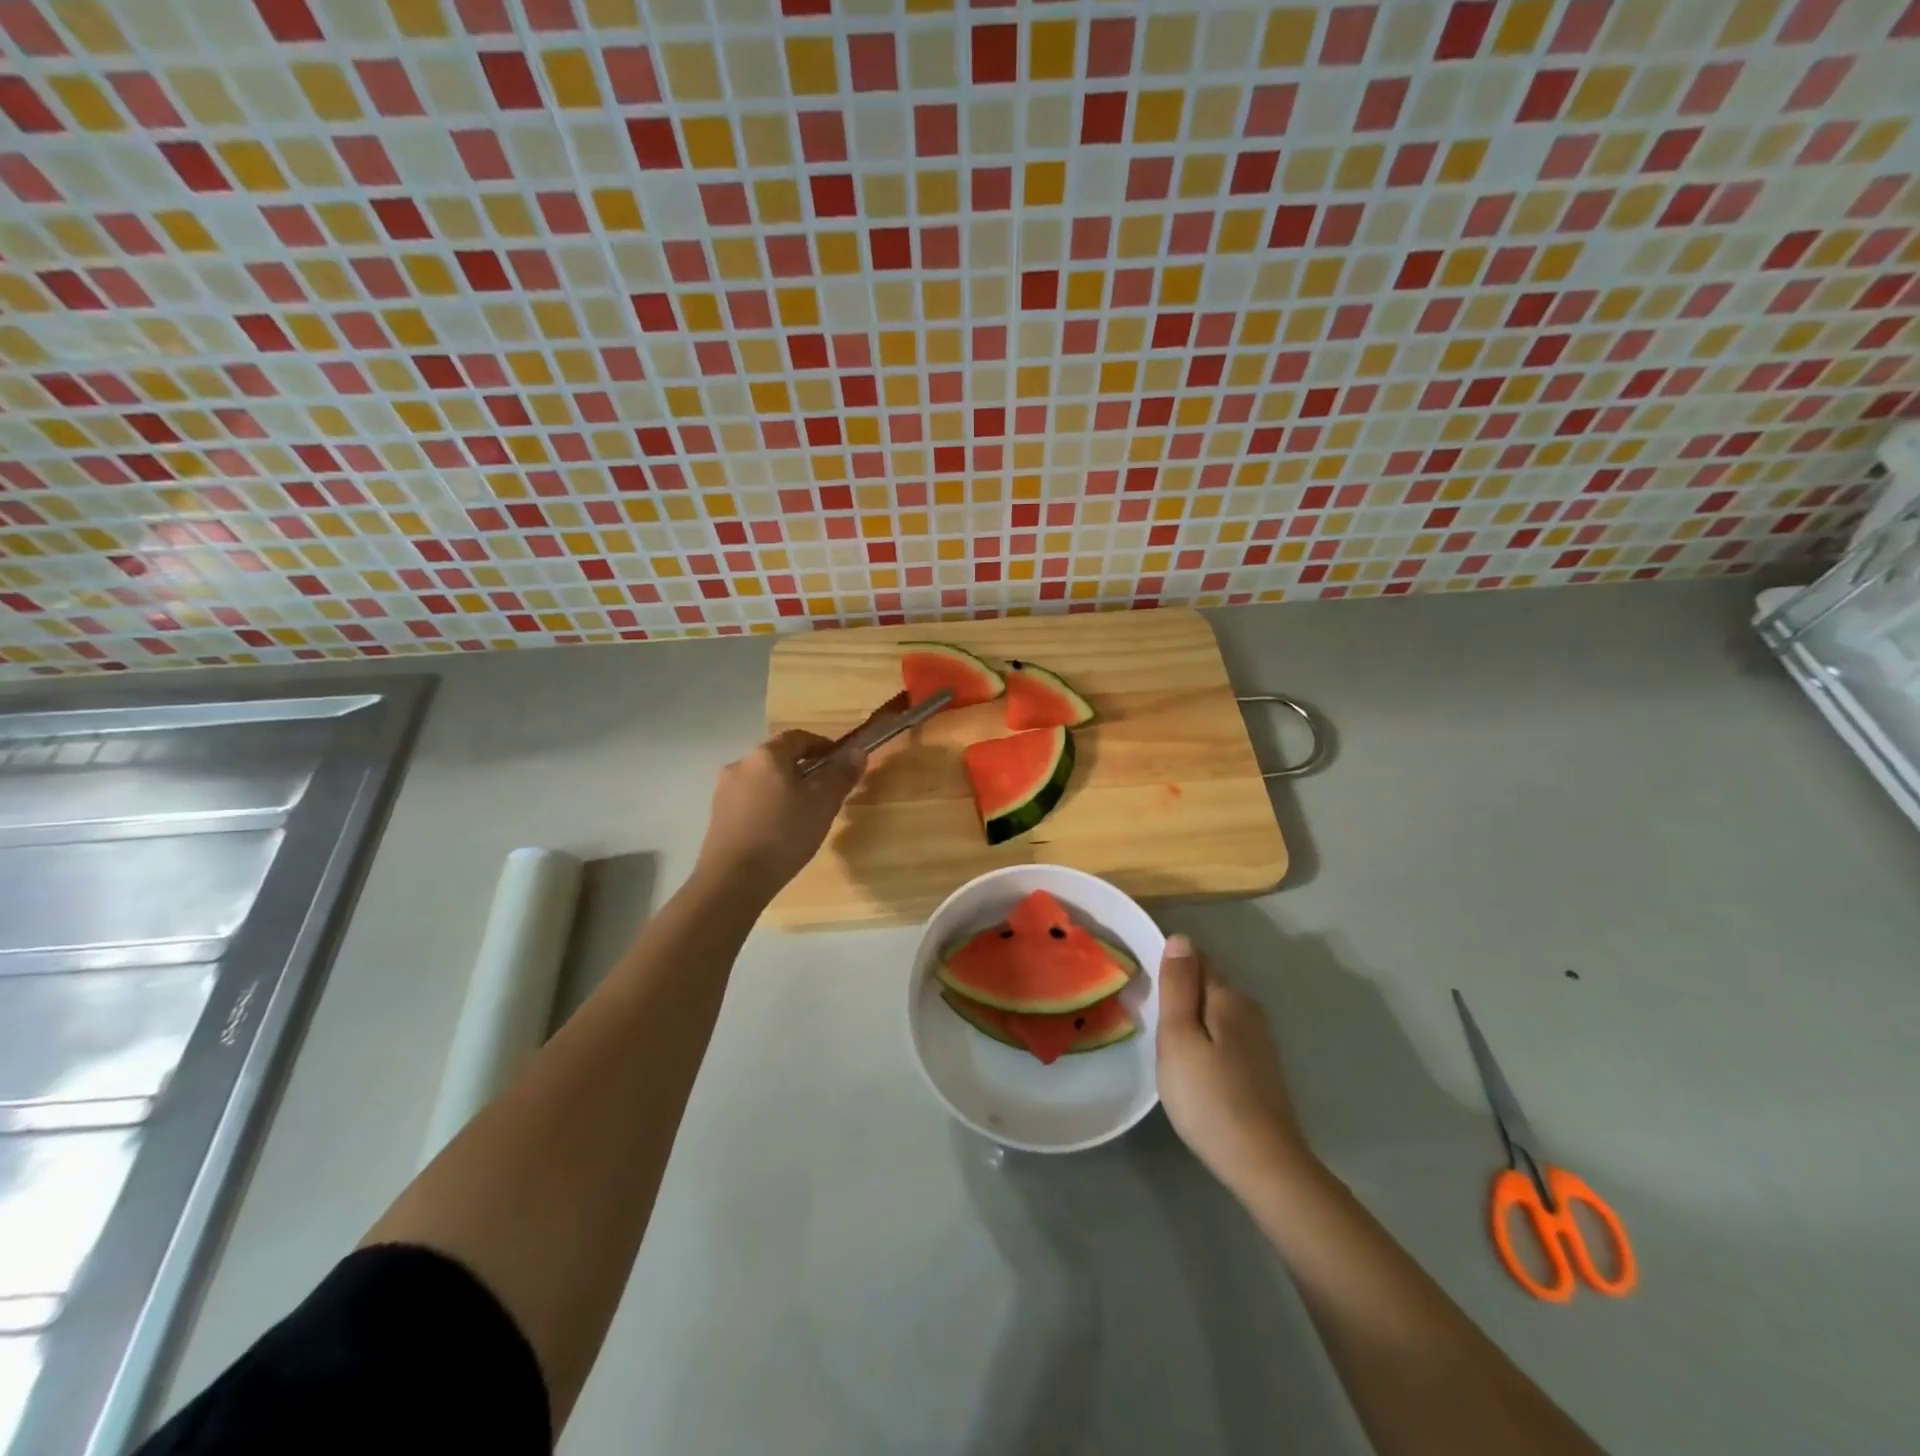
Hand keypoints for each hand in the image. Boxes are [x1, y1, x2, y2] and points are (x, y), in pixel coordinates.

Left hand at [696, 731, 864, 893]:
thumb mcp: (823, 803)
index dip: (821, 745)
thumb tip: (857, 751)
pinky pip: (749, 801)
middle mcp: (741, 765)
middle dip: (802, 769)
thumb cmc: (784, 834)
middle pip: (777, 758)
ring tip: (802, 813)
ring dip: (783, 788)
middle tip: (824, 790)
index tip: (839, 761)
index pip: (798, 737)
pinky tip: (778, 830)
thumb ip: (841, 775)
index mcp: (766, 755)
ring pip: (762, 780)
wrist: (733, 880)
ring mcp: (724, 791)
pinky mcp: (717, 816)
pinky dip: (767, 806)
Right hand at [1157, 934, 1314, 1197]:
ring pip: (1216, 1013)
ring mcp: (1259, 1042)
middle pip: (1207, 985)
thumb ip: (1178, 985)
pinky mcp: (1261, 1069)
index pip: (1195, 959)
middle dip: (1180, 991)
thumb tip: (1180, 937)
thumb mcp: (1179, 1037)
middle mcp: (1248, 1010)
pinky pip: (1225, 1036)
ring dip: (1192, 1017)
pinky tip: (1194, 1065)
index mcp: (1227, 997)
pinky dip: (1206, 1040)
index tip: (1143, 987)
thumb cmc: (1209, 1097)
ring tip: (1165, 1041)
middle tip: (1148, 1015)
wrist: (1264, 1164)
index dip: (1168, 966)